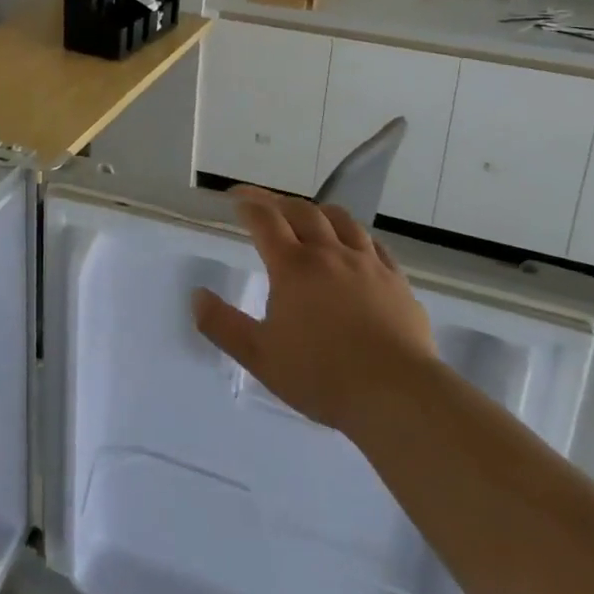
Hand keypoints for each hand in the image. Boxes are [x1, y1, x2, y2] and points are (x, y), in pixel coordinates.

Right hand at [193, 190, 434, 436]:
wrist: (397, 395)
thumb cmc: (322, 376)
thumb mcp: (260, 357)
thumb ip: (223, 325)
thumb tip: (196, 295)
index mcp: (293, 267)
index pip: (265, 221)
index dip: (248, 204)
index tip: (235, 198)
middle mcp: (329, 253)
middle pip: (301, 211)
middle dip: (277, 202)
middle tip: (263, 202)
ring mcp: (366, 263)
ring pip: (340, 220)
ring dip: (318, 211)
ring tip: (308, 215)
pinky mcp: (396, 280)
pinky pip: (374, 244)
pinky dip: (355, 235)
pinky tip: (354, 245)